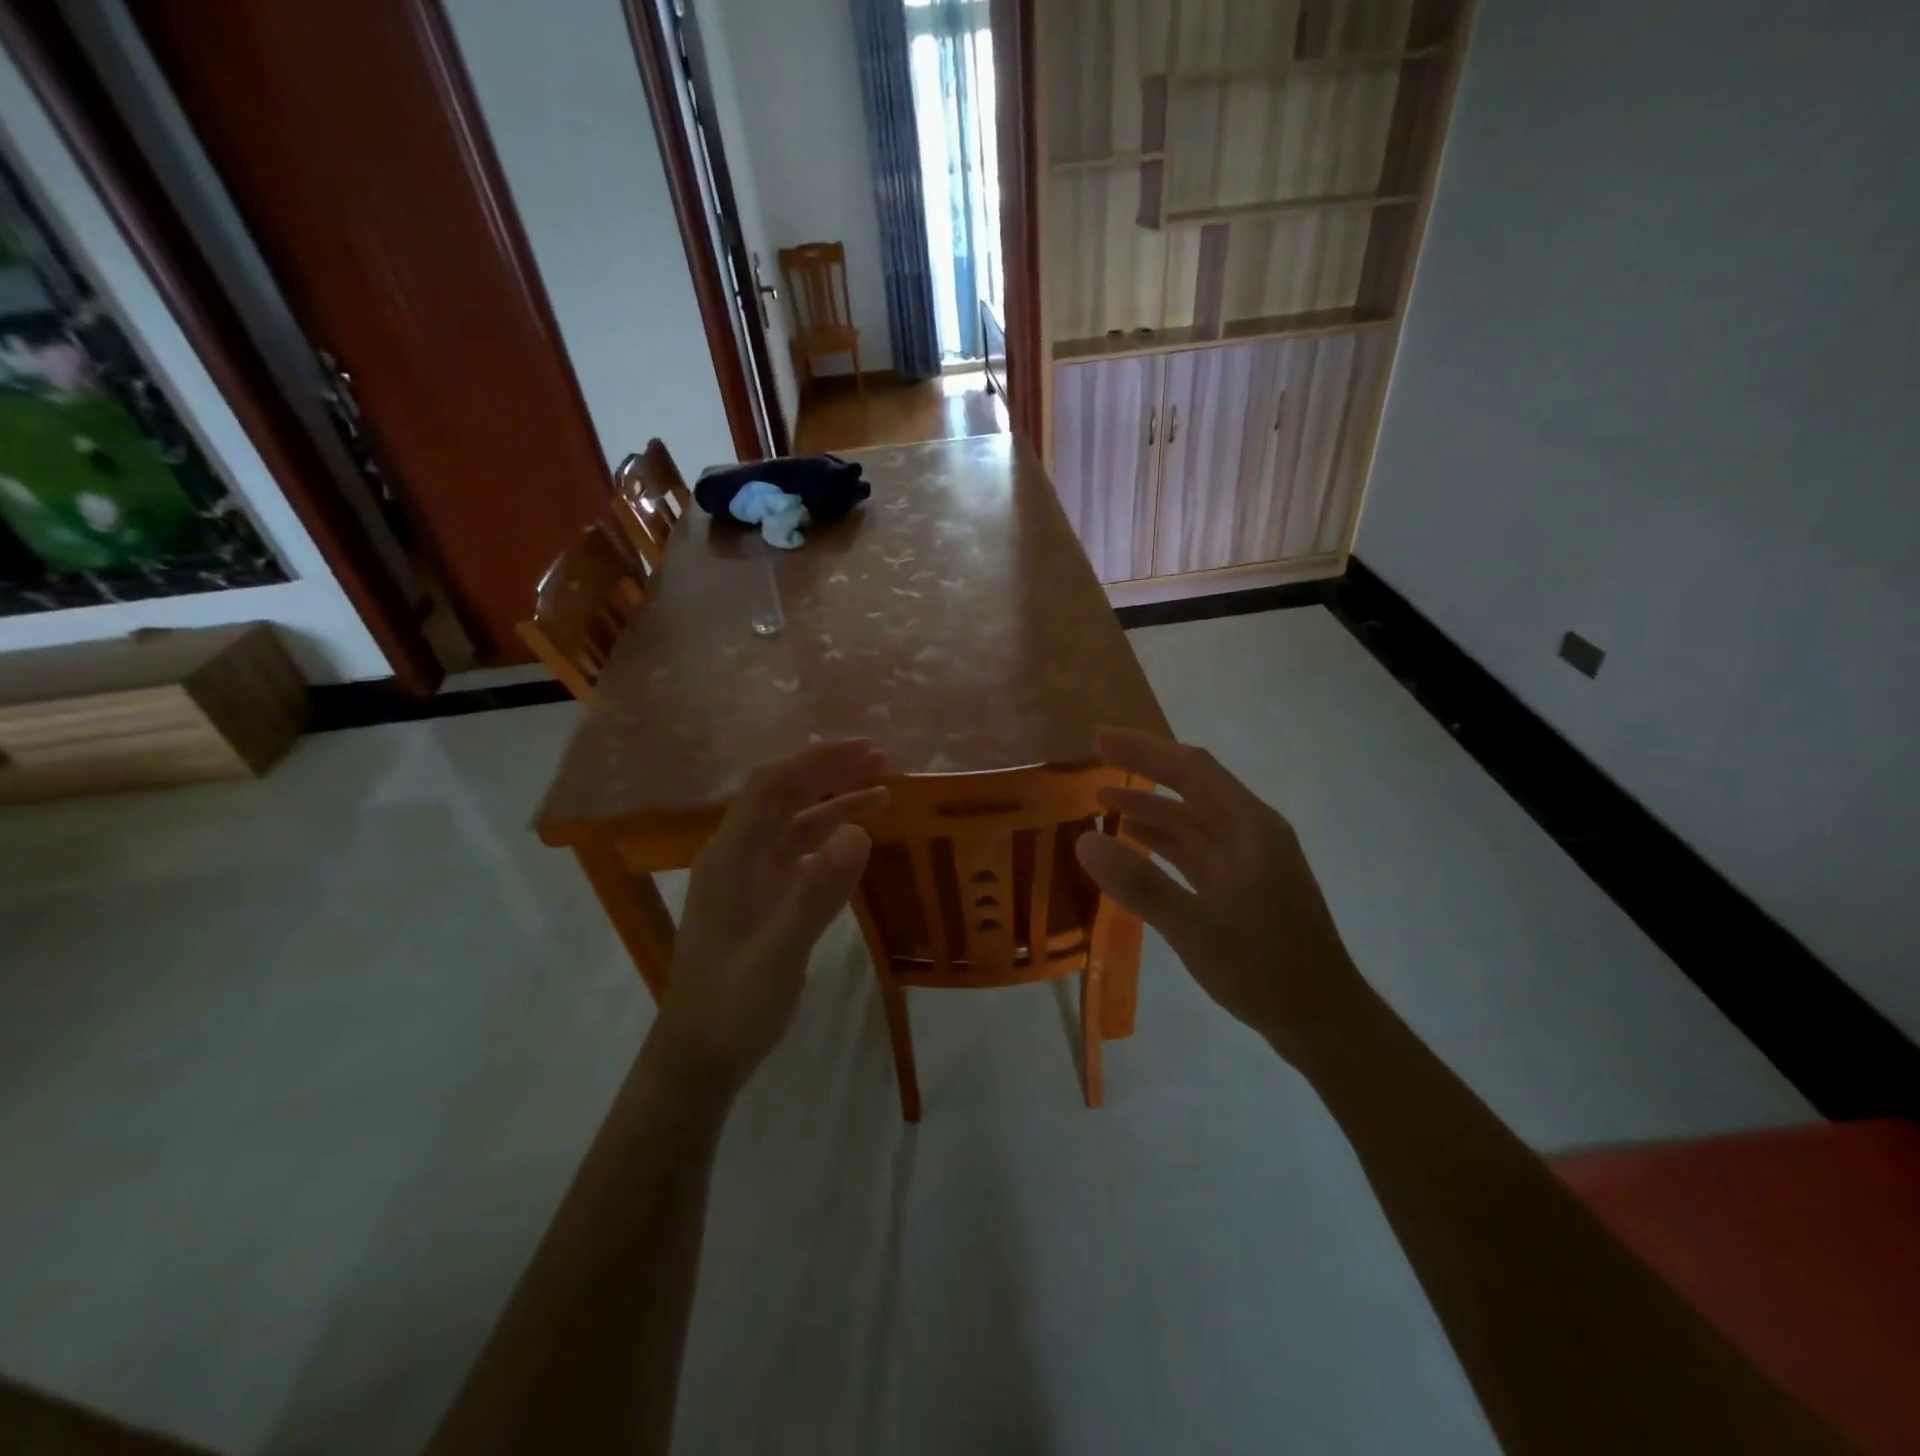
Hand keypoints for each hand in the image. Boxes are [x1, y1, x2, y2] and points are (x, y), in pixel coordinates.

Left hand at [652, 741, 888, 1094]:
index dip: (818, 761)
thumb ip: (816, 893)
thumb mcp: (779, 954)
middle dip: (829, 772)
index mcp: (730, 857)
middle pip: (782, 796)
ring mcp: (745, 879)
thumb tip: (859, 831)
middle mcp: (735, 857)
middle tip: (882, 760)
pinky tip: (855, 840)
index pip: (772, 786)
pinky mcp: (758, 900)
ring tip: (883, 793)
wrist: (697, 1059)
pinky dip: (827, 838)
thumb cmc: (732, 1007)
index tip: (866, 750)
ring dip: (833, 803)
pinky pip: (796, 853)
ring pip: (792, 824)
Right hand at [1075, 728, 1364, 1059]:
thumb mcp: (1194, 928)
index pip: (1190, 769)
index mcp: (1248, 827)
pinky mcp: (1244, 883)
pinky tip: (1136, 840)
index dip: (1144, 748)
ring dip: (1151, 805)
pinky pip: (1197, 847)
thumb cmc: (1263, 969)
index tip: (1100, 738)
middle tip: (1096, 755)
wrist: (1322, 1019)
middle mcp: (1251, 831)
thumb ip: (1139, 883)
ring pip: (1193, 818)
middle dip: (1144, 766)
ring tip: (1104, 797)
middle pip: (1192, 785)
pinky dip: (1165, 839)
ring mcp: (1250, 858)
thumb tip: (1085, 840)